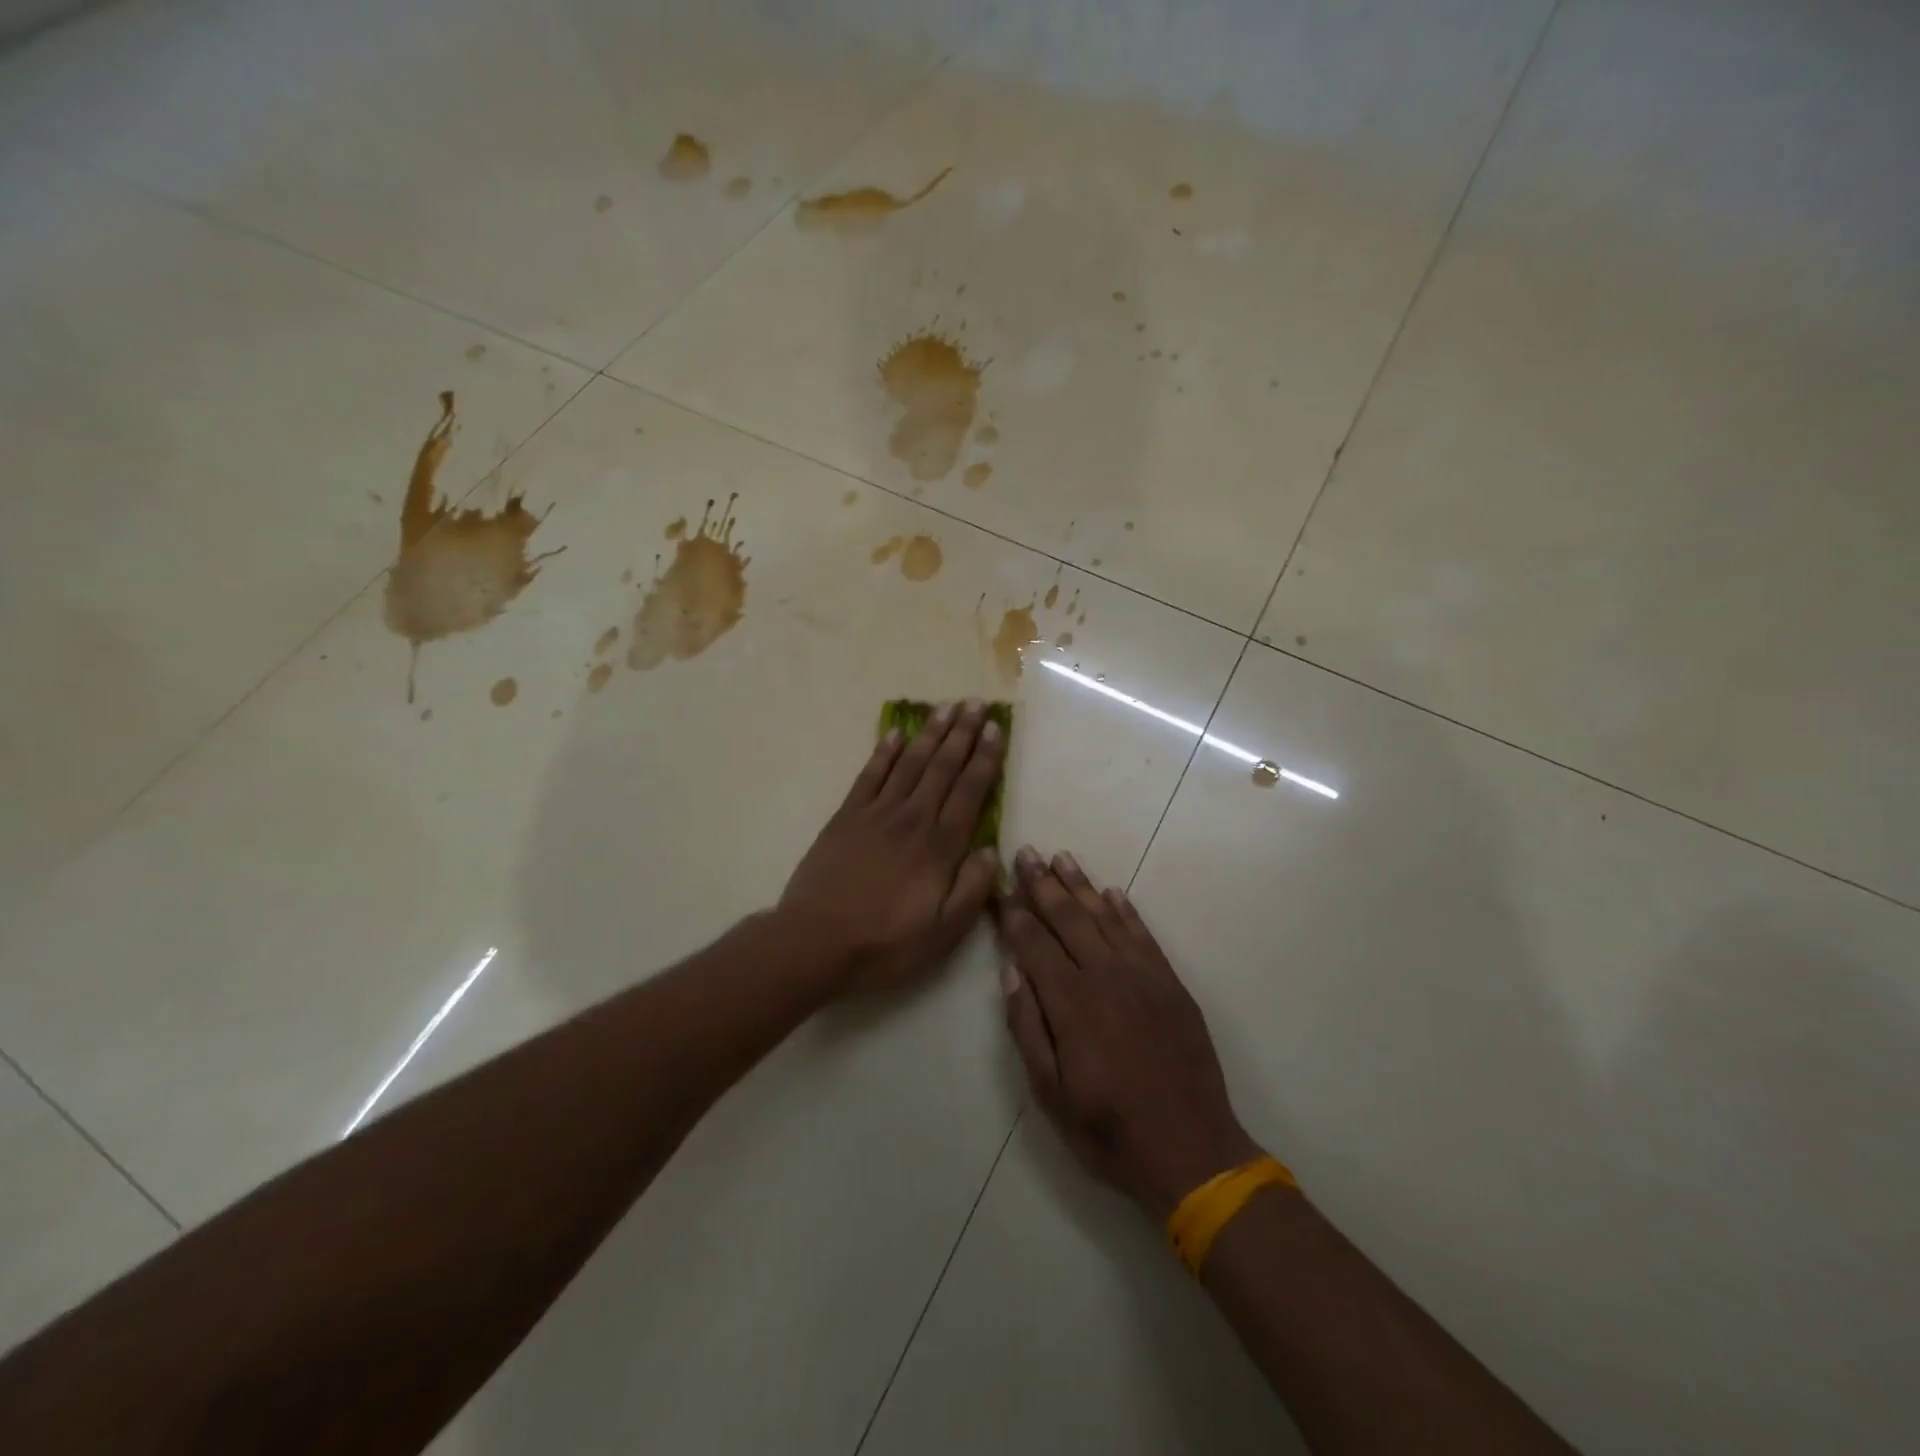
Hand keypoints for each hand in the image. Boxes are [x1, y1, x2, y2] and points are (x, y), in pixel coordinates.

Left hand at [781, 699, 1004, 990]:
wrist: (816, 942)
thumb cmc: (886, 943)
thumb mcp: (944, 933)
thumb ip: (972, 889)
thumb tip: (991, 850)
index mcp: (939, 847)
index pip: (969, 791)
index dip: (984, 758)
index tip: (996, 729)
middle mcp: (912, 819)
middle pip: (942, 767)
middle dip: (962, 733)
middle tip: (976, 703)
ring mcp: (876, 814)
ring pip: (909, 764)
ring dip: (929, 734)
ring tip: (945, 707)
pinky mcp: (846, 817)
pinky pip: (869, 776)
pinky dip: (883, 752)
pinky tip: (894, 733)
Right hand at [997, 847, 1263, 1219]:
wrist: (1191, 1151)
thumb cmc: (1108, 1129)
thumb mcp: (1049, 1093)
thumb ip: (1027, 1027)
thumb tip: (1011, 971)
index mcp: (1071, 1003)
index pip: (1034, 943)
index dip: (1014, 913)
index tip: (1001, 886)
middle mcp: (1106, 977)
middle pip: (1068, 919)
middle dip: (1043, 884)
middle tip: (1026, 853)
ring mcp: (1143, 976)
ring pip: (1105, 918)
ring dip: (1081, 885)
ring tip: (1062, 857)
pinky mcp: (1171, 984)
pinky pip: (1143, 935)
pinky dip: (1125, 911)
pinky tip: (1111, 893)